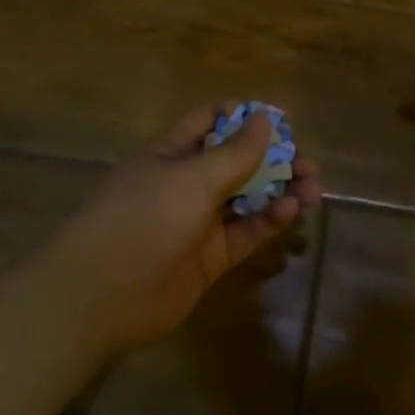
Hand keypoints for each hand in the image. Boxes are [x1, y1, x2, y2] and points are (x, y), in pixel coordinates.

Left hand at [47, 104, 323, 354]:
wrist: (102, 297)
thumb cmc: (143, 219)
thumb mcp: (191, 178)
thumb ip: (234, 153)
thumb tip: (265, 120)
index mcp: (172, 153)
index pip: (210, 122)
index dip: (244, 117)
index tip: (282, 119)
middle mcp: (186, 183)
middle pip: (237, 161)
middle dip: (273, 158)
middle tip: (307, 163)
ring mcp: (198, 222)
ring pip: (248, 198)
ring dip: (280, 190)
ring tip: (313, 188)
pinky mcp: (211, 258)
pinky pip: (246, 232)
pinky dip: (269, 220)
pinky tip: (291, 211)